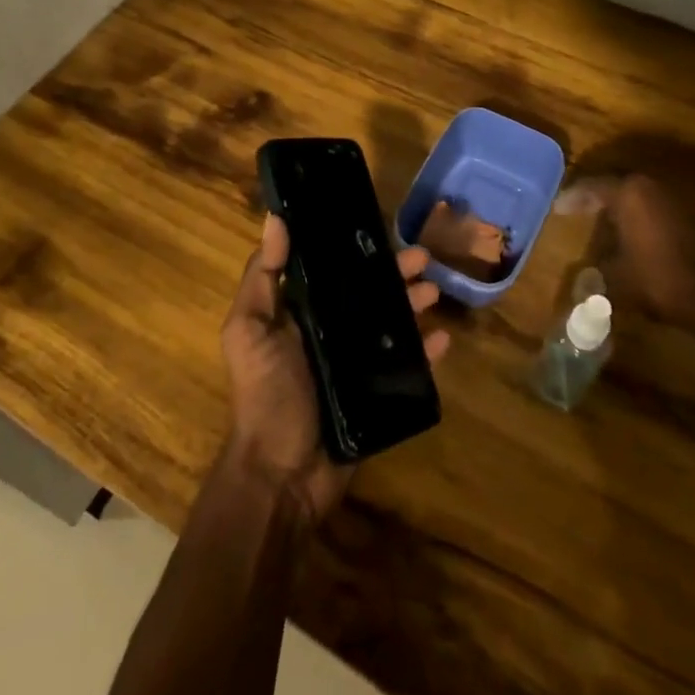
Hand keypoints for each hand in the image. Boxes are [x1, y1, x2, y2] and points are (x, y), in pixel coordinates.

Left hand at [220, 213, 449, 522]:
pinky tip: (444, 339)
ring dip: (414, 304)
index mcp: (301, 313)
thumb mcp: (250, 330)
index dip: (355, 248)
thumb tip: (275, 218)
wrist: (282, 476)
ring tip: (435, 292)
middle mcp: (331, 332)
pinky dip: (427, 352)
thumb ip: (262, 277)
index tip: (379, 225)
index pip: (333, 270)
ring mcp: (356, 364)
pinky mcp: (377, 393)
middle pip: (368, 292)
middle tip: (422, 258)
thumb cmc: (266, 395)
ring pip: (391, 323)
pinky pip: (408, 366)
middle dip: (394, 273)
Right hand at [557, 173, 694, 332]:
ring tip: (607, 222)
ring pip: (643, 196)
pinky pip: (662, 209)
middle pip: (619, 186)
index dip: (573, 198)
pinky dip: (647, 217)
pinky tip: (639, 235)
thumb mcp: (618, 277)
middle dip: (599, 198)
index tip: (558, 209)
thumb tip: (587, 268)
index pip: (593, 187)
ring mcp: (680, 198)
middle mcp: (655, 186)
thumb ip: (598, 265)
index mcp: (631, 193)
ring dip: (625, 207)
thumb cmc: (661, 282)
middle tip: (580, 210)